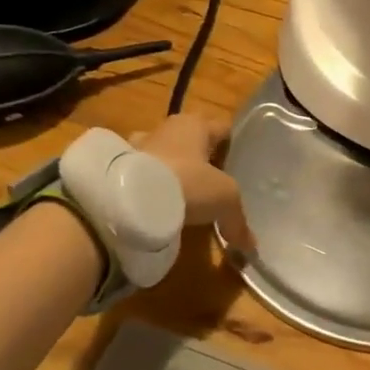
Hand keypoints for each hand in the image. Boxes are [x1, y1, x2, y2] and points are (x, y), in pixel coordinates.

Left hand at [133, 113, 253, 252]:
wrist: (130, 198)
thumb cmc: (187, 182)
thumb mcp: (225, 199)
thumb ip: (238, 220)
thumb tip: (250, 244)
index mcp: (195, 124)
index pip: (222, 128)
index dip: (233, 145)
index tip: (240, 164)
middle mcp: (166, 128)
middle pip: (192, 141)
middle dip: (201, 159)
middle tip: (215, 184)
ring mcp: (138, 147)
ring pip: (164, 156)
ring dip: (173, 172)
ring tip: (184, 197)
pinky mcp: (119, 169)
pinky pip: (143, 176)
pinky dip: (151, 188)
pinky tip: (159, 207)